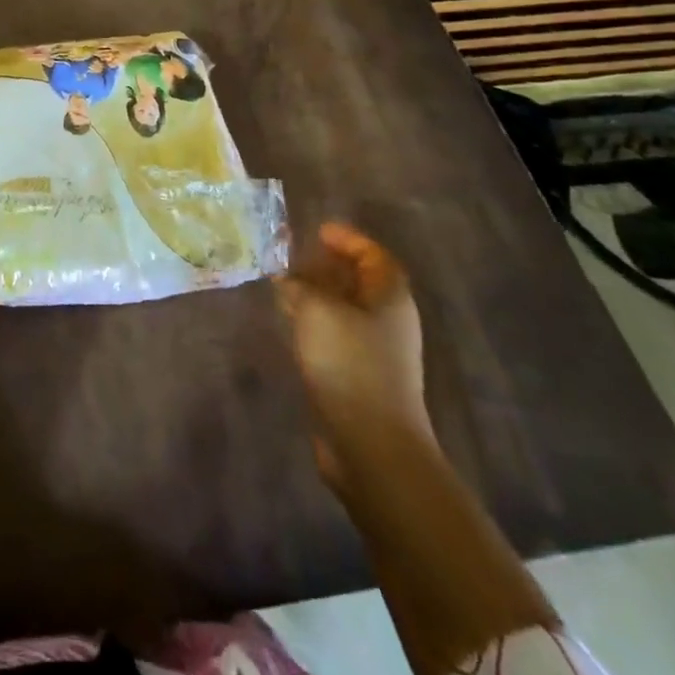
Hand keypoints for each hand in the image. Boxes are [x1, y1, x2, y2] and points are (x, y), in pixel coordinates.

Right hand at [273, 221, 431, 487]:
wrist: (370, 443)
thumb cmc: (349, 363)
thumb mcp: (316, 310)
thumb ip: (299, 285)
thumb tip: (288, 278)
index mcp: (389, 297)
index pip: (374, 255)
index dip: (348, 239)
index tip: (318, 230)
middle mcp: (389, 321)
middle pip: (361, 282)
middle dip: (329, 266)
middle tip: (294, 256)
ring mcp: (377, 353)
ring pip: (347, 310)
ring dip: (319, 295)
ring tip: (285, 286)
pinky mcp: (360, 378)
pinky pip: (337, 336)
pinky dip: (316, 323)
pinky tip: (292, 325)